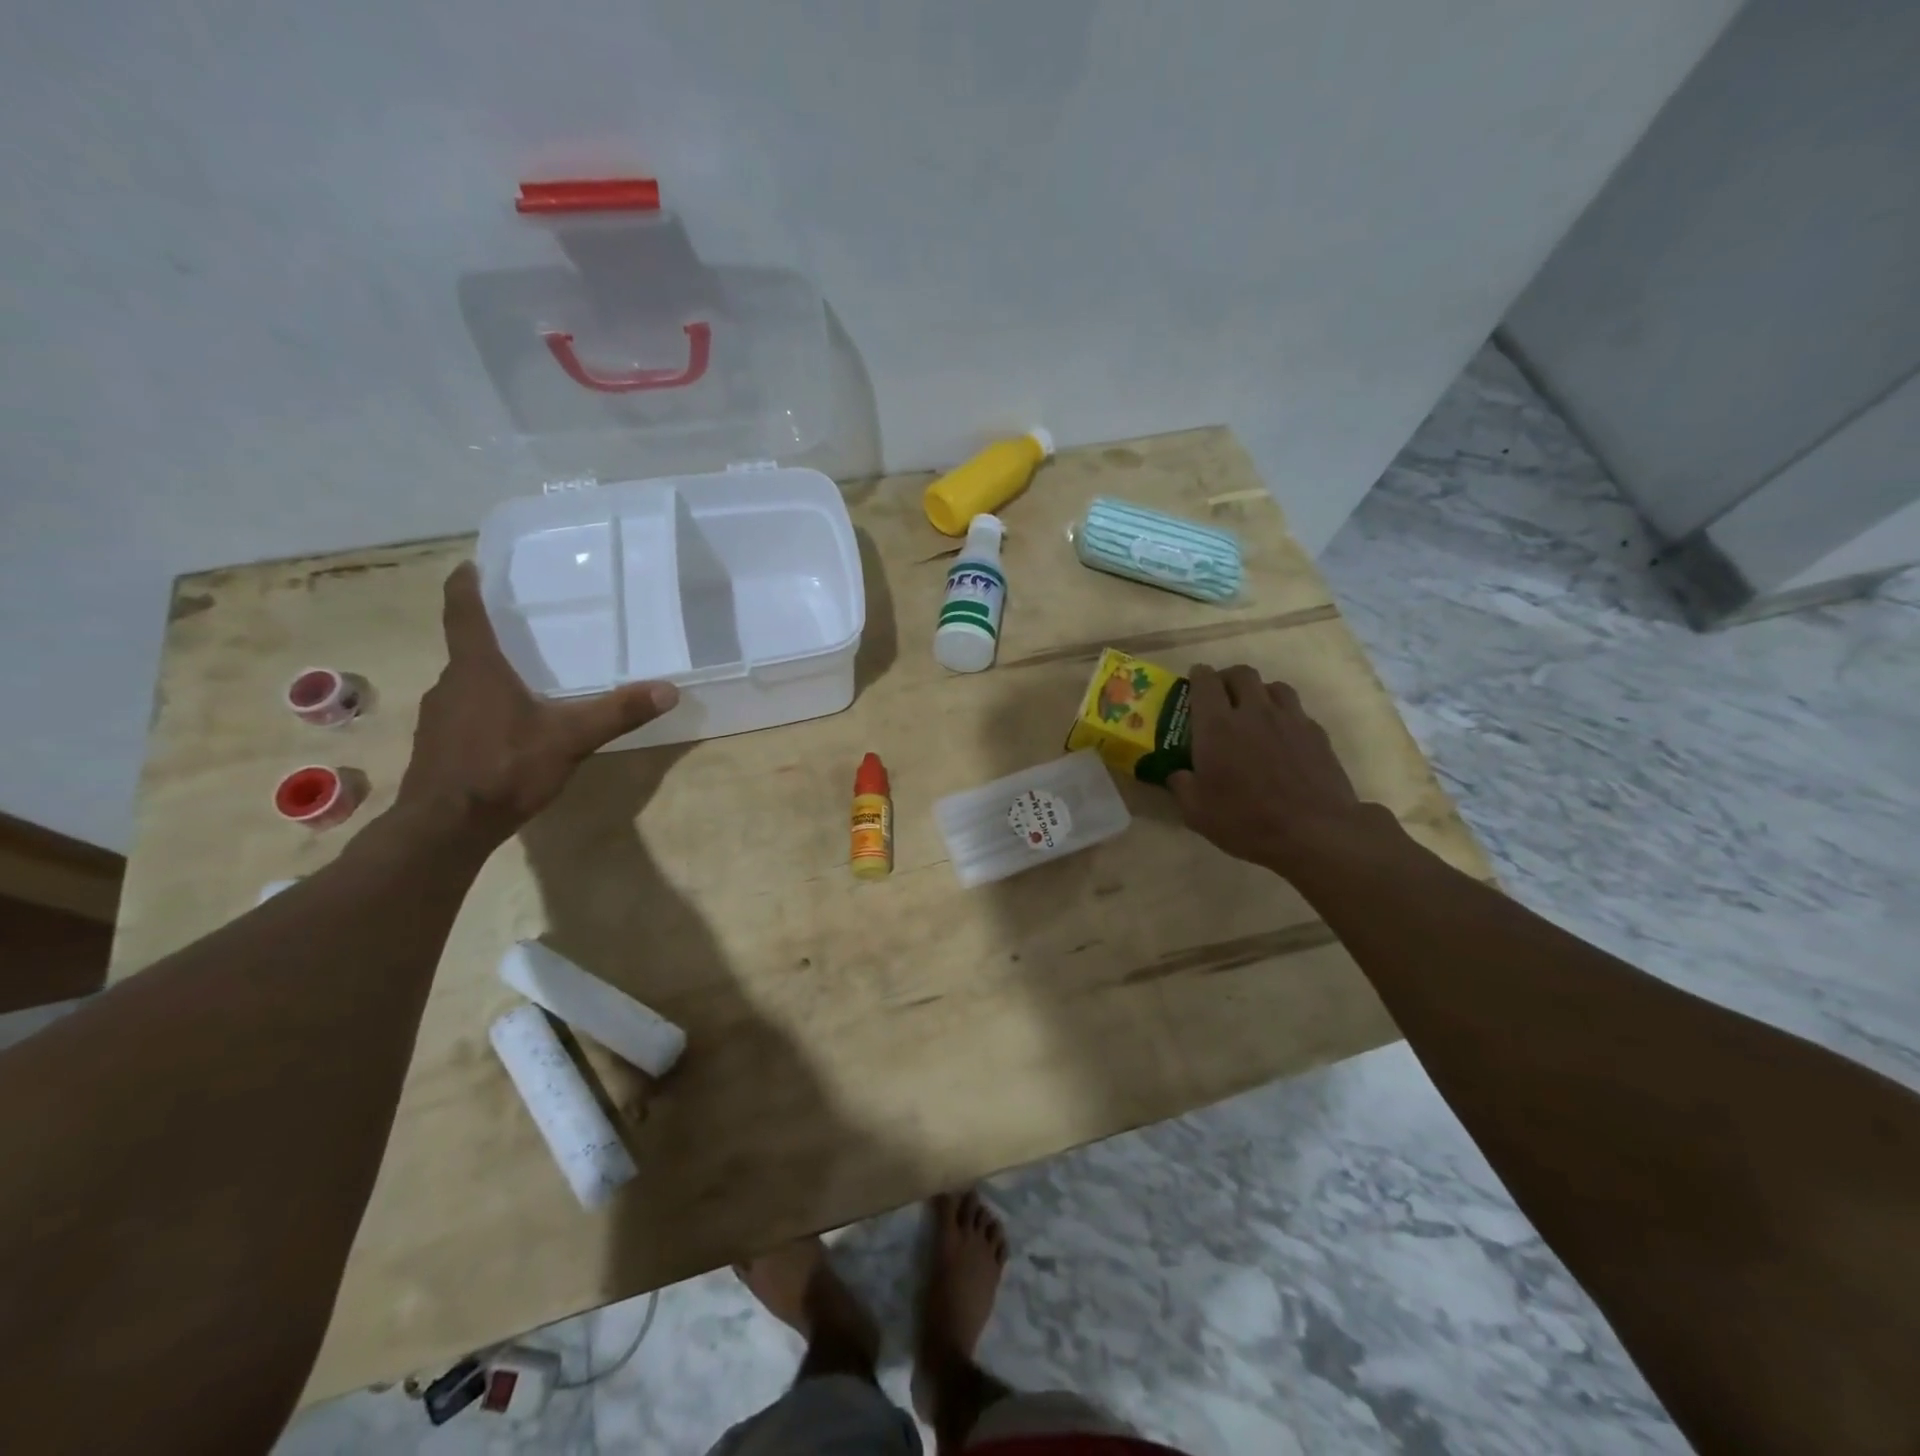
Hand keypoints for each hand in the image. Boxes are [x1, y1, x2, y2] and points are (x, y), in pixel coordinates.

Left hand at [396, 563, 679, 838]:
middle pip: (469, 648)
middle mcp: (451, 684)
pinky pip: (465, 714)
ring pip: (468, 684)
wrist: (445, 828)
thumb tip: (669, 690)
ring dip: (492, 677)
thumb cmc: (504, 768)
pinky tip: (514, 730)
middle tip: (529, 632)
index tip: (471, 564)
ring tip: (528, 681)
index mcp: (477, 669)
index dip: (466, 585)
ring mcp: (439, 717)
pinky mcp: (438, 745)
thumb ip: (617, 713)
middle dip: (495, 638)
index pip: (463, 612)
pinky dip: (486, 709)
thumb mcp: (570, 739)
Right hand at [1169, 664, 1379, 873]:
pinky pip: (1296, 710)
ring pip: (1273, 686)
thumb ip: (1181, 786)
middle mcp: (1253, 712)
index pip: (1205, 681)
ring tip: (1254, 712)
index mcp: (1217, 726)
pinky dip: (1284, 715)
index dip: (1197, 676)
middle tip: (1221, 696)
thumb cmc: (1246, 821)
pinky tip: (1282, 737)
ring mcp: (1290, 719)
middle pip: (1241, 673)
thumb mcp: (1197, 812)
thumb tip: (1178, 774)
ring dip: (1259, 692)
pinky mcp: (1317, 733)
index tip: (1193, 682)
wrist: (1315, 832)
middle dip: (1227, 678)